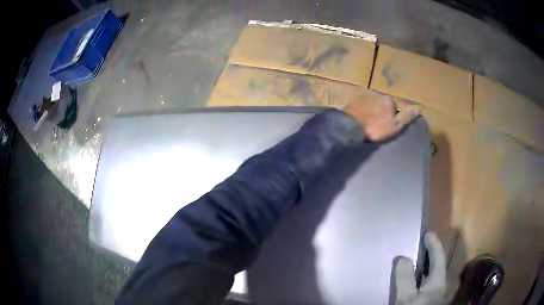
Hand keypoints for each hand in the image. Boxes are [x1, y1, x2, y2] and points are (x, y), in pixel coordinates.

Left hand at [343, 94, 419, 140]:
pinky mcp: (351, 99)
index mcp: (388, 99)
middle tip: (375, 124)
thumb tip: (418, 108)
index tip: (386, 125)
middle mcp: (376, 93)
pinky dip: (359, 108)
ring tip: (365, 121)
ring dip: (369, 108)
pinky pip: (358, 103)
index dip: (391, 116)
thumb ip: (406, 117)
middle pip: (381, 102)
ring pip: (370, 101)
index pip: (393, 106)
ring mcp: (362, 94)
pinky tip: (356, 117)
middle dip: (379, 111)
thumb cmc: (375, 127)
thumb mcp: (395, 126)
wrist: (351, 126)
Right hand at [394, 232, 446, 304]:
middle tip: (420, 243)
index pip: (439, 257)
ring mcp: (434, 293)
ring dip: (424, 265)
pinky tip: (412, 279)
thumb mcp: (406, 296)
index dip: (434, 244)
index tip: (427, 233)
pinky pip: (424, 283)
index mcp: (438, 281)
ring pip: (431, 275)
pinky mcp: (427, 299)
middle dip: (430, 253)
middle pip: (436, 265)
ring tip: (414, 259)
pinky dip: (419, 276)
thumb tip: (402, 258)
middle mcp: (439, 285)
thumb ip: (405, 278)